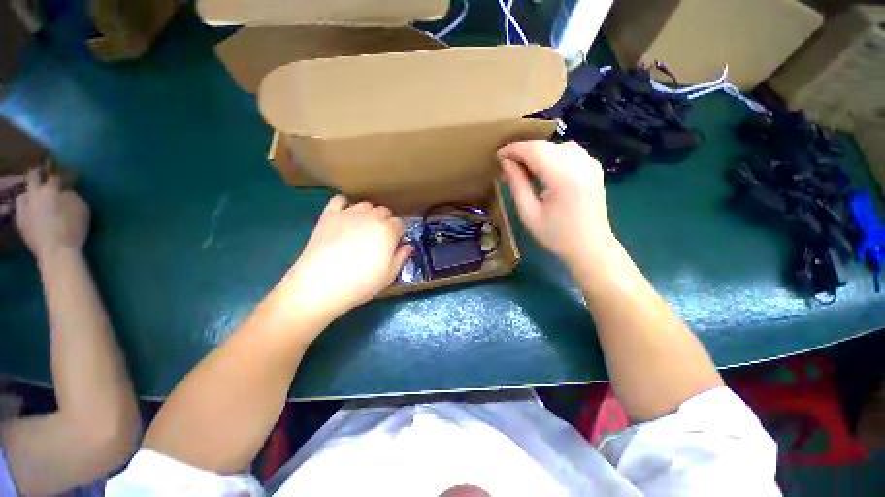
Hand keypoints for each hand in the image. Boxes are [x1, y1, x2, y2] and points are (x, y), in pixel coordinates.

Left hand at [15, 169, 89, 261]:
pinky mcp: (20, 223)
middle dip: (37, 173)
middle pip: (33, 178)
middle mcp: (34, 195)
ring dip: (28, 193)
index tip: (67, 172)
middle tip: (41, 171)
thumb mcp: (82, 209)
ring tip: (34, 195)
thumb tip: (66, 192)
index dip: (61, 173)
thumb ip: (72, 196)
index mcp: (50, 190)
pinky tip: (30, 211)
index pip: (55, 176)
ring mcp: (24, 209)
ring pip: (23, 194)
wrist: (56, 251)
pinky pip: (21, 209)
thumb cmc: (73, 228)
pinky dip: (26, 207)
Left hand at [278, 195, 411, 331]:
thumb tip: (409, 246)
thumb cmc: (361, 283)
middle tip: (378, 238)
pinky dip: (344, 205)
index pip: (399, 223)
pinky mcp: (329, 215)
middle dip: (384, 222)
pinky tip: (344, 217)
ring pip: (365, 205)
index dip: (397, 233)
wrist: (322, 284)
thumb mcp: (389, 275)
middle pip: (384, 211)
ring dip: (367, 214)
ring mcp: (349, 213)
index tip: (393, 244)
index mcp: (388, 231)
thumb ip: (401, 257)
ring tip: (361, 228)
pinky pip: (339, 200)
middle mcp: (371, 217)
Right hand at [497, 140, 613, 271]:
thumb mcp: (529, 213)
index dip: (513, 149)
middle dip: (523, 151)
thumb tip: (506, 163)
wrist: (590, 247)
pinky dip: (551, 154)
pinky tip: (542, 168)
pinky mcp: (593, 167)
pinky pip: (569, 151)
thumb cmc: (556, 235)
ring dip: (537, 152)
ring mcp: (590, 163)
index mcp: (563, 176)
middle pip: (545, 145)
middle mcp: (580, 162)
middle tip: (507, 166)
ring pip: (556, 145)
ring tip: (522, 168)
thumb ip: (517, 184)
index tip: (498, 156)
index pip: (534, 150)